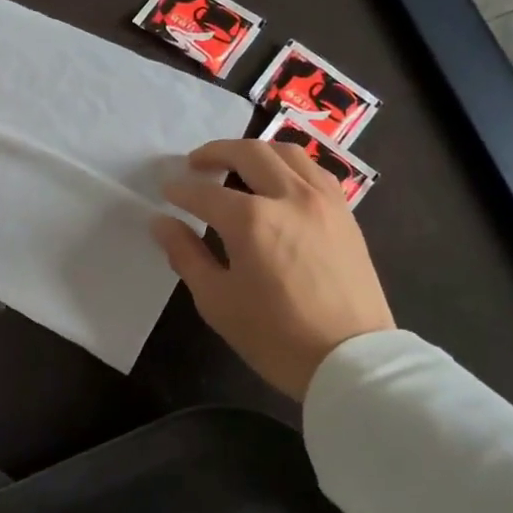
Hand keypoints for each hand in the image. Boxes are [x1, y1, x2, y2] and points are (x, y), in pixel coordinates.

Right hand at [152, 139, 393, 400]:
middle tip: (195, 164)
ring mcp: (323, 201)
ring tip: (236, 163)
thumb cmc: (275, 336)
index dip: (181, 191)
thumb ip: (186, 254)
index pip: (205, 193)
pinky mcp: (346, 213)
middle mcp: (289, 196)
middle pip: (249, 153)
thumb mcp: (217, 301)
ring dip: (255, 151)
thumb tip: (161, 223)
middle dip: (215, 152)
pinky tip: (279, 181)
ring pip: (286, 152)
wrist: (351, 361)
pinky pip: (314, 170)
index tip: (167, 192)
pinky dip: (289, 165)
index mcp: (252, 220)